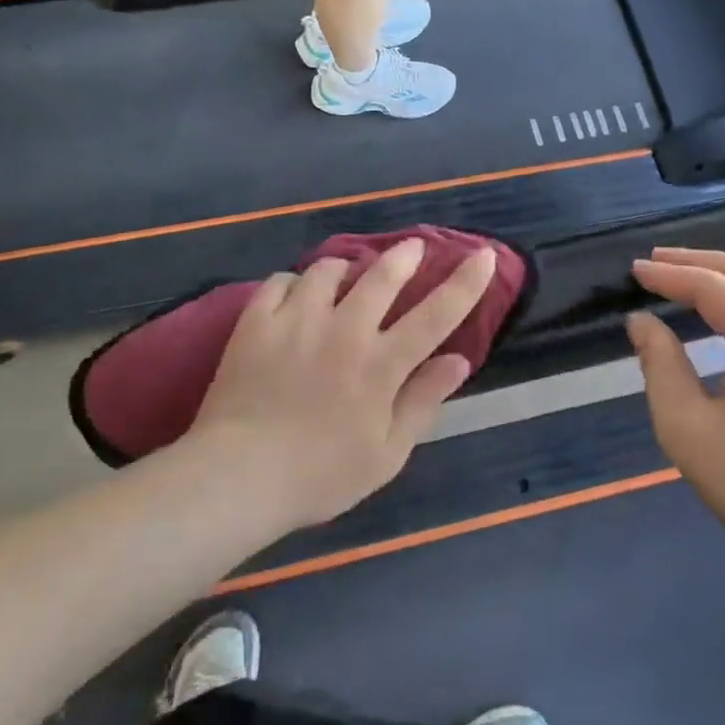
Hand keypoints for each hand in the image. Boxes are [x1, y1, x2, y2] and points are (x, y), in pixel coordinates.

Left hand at [186, 240, 499, 529]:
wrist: (238, 476)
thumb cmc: (320, 475)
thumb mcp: (386, 453)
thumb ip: (422, 401)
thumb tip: (458, 359)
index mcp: (380, 364)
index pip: (435, 314)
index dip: (465, 283)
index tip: (485, 256)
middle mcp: (344, 330)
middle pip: (382, 276)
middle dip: (404, 256)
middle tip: (413, 248)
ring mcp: (297, 320)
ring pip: (328, 270)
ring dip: (345, 268)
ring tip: (346, 275)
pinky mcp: (257, 320)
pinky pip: (281, 281)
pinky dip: (294, 283)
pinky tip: (295, 296)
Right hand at [628, 248, 724, 582]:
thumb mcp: (687, 427)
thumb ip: (660, 365)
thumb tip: (642, 322)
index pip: (713, 287)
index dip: (669, 275)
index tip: (632, 270)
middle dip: (697, 261)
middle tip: (653, 261)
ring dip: (720, 278)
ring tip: (679, 278)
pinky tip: (718, 314)